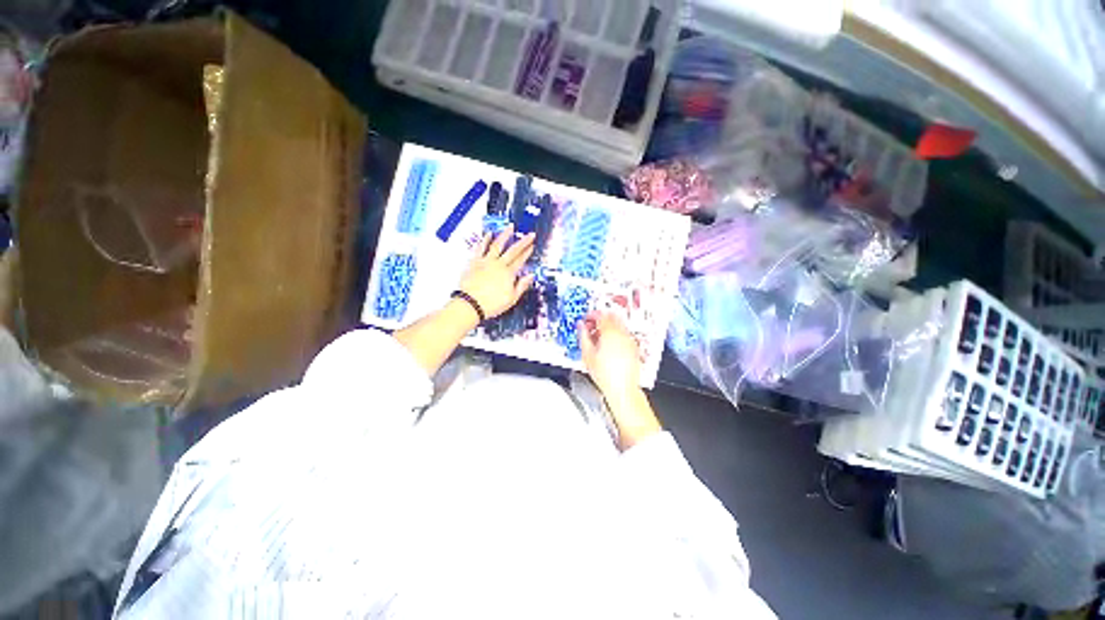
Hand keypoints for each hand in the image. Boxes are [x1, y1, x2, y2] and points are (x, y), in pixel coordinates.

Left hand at [460, 225, 535, 318]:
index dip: (527, 252)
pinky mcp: (474, 262)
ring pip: (497, 245)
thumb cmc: (491, 304)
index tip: (532, 246)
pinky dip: (485, 240)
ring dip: (505, 235)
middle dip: (523, 242)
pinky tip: (488, 234)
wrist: (471, 304)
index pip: (521, 260)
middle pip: (513, 250)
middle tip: (529, 235)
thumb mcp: (512, 298)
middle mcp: (498, 265)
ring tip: (510, 228)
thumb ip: (522, 285)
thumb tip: (530, 276)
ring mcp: (486, 262)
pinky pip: (480, 248)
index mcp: (509, 274)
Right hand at [578, 311, 659, 448]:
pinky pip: (623, 334)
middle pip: (611, 317)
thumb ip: (583, 337)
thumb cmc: (606, 375)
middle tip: (591, 326)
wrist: (622, 390)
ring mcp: (629, 340)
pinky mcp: (633, 348)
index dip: (591, 315)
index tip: (585, 319)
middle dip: (600, 319)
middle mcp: (622, 334)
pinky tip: (608, 346)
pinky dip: (615, 334)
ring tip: (598, 338)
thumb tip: (581, 326)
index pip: (601, 315)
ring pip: (618, 325)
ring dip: (608, 326)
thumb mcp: (588, 355)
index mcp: (610, 333)